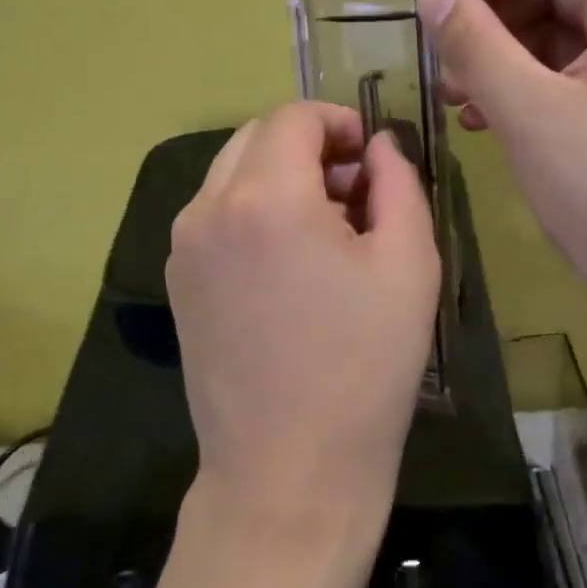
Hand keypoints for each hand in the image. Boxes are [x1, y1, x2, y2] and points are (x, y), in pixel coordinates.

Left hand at [166, 102, 440, 546]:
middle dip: (309, 145)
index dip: (339, 122)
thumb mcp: (409, 264)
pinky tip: (289, 261)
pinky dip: (253, 210)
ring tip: (327, 227)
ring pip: (231, 173)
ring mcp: (183, 247)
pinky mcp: (177, 282)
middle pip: (257, 137)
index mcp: (265, 198)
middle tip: (355, 188)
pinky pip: (215, 215)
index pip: (294, 117)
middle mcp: (208, 209)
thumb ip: (398, 183)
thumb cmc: (364, 367)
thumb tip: (379, 147)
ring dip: (280, 176)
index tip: (371, 156)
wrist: (289, 470)